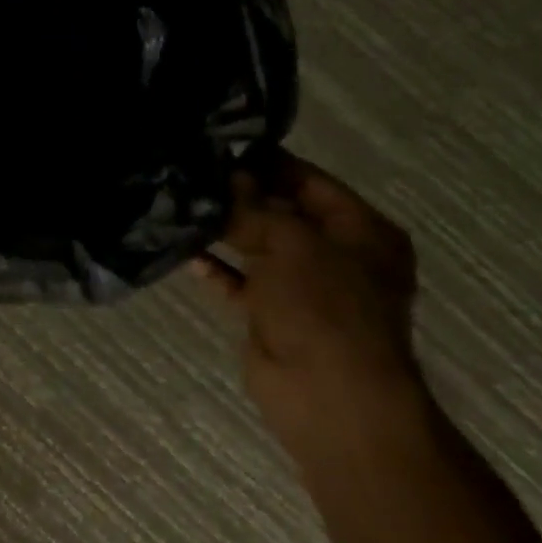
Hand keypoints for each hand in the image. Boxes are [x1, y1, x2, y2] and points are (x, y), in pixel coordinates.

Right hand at [195, 154, 426, 449]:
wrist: (329, 395)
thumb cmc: (325, 308)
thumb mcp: (292, 245)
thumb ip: (255, 208)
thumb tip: (224, 179)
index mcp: (361, 231)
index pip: (310, 182)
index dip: (268, 163)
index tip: (219, 147)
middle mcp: (336, 254)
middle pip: (281, 212)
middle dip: (239, 196)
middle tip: (190, 175)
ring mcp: (304, 286)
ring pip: (257, 246)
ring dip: (223, 231)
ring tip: (179, 207)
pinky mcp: (272, 313)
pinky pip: (240, 281)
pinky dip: (216, 269)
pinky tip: (184, 253)